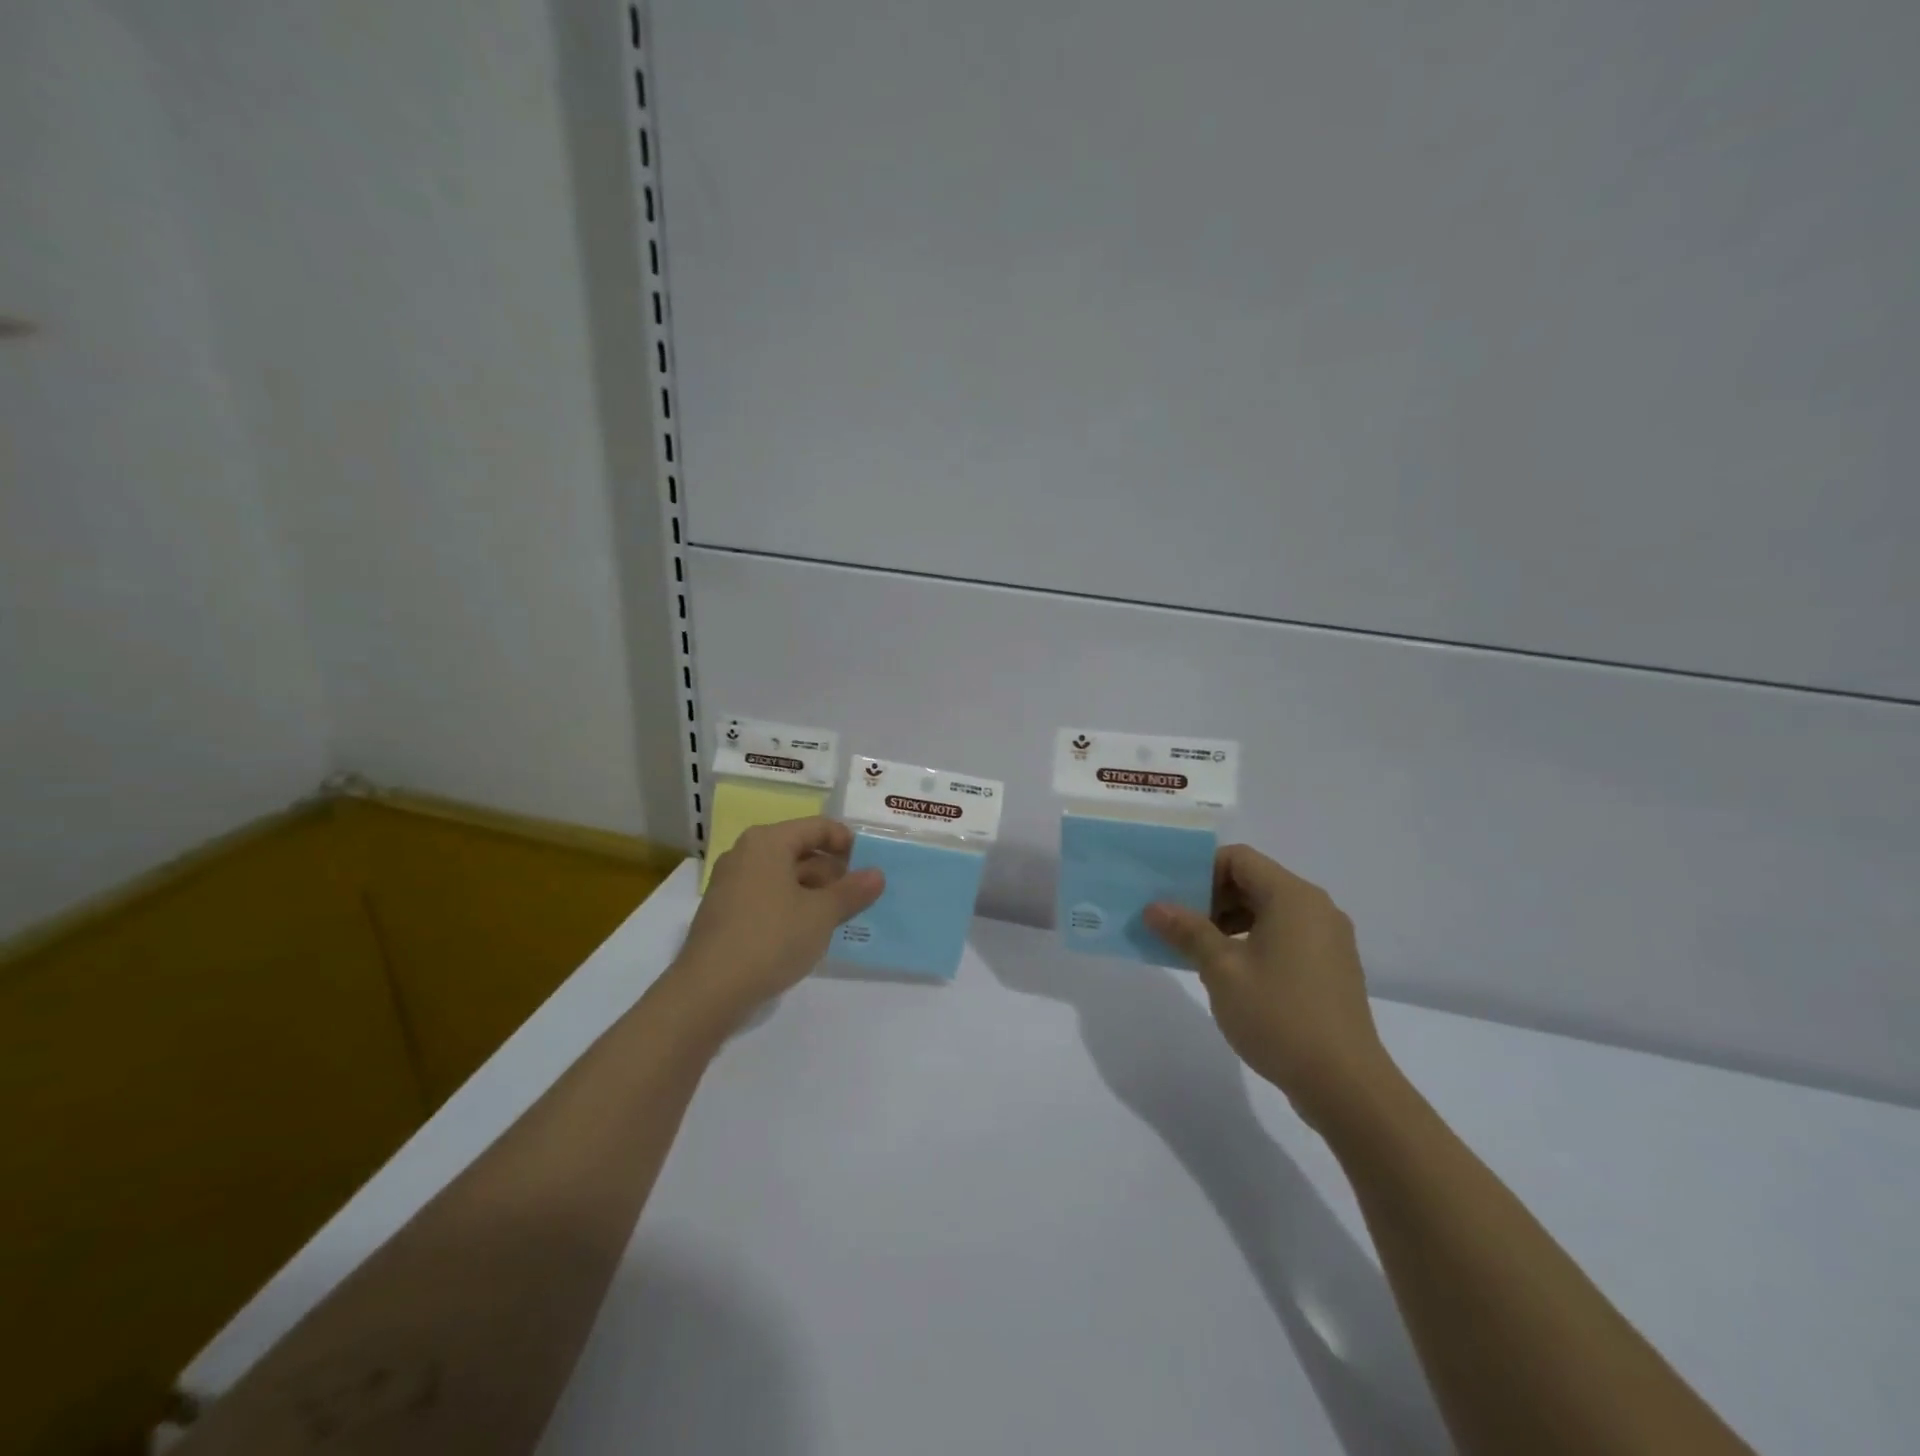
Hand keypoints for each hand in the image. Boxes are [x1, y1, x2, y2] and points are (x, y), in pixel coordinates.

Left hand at [669, 818, 883, 1027]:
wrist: (708, 991)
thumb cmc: (771, 938)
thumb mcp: (822, 914)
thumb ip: (852, 891)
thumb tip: (877, 874)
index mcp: (768, 842)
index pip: (817, 827)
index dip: (847, 842)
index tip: (869, 866)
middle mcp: (745, 854)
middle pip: (799, 850)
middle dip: (832, 871)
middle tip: (858, 896)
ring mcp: (730, 883)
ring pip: (783, 876)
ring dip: (813, 892)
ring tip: (838, 917)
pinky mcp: (724, 912)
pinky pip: (767, 896)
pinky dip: (791, 906)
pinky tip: (807, 932)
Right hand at [1145, 845, 1393, 1129]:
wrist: (1345, 1084)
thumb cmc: (1279, 1015)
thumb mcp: (1221, 970)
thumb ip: (1187, 931)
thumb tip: (1155, 907)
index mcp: (1293, 897)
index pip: (1239, 859)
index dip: (1200, 871)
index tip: (1173, 899)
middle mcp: (1316, 908)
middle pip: (1254, 881)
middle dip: (1211, 898)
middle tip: (1177, 925)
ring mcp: (1328, 939)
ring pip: (1269, 910)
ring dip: (1230, 921)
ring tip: (1198, 951)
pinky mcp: (1331, 967)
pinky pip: (1285, 935)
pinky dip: (1254, 940)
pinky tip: (1231, 972)